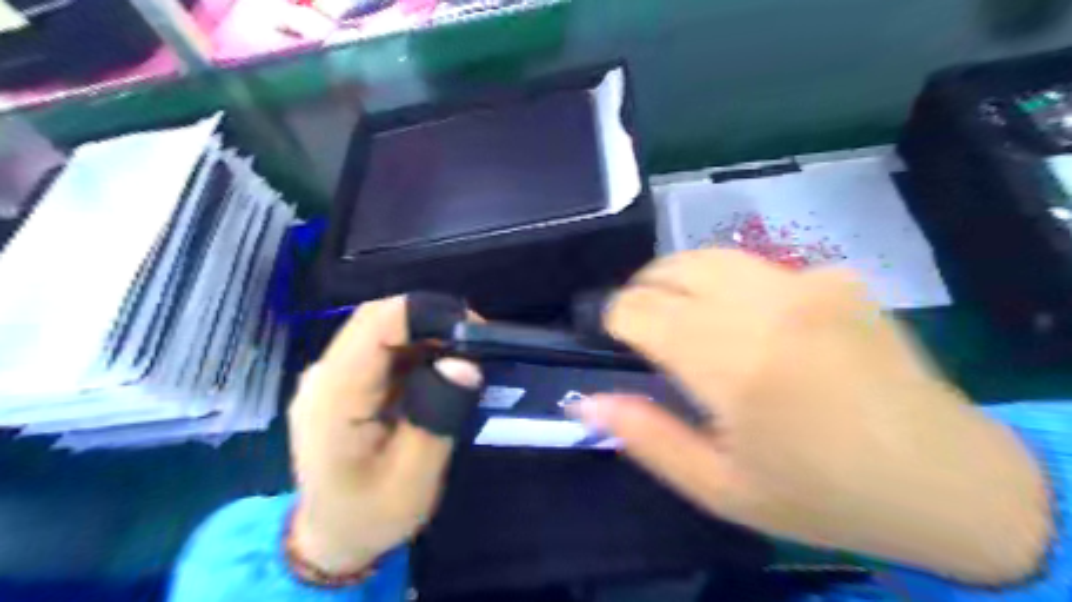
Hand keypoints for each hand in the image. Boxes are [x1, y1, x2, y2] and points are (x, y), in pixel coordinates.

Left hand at [288, 296, 480, 573]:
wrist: (331, 536)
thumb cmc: (371, 514)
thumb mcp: (413, 480)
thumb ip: (437, 418)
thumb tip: (464, 363)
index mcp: (336, 397)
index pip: (378, 324)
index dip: (427, 314)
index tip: (473, 332)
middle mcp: (324, 375)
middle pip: (378, 318)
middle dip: (432, 320)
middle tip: (476, 345)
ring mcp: (329, 375)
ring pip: (380, 327)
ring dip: (425, 333)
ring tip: (462, 358)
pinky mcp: (341, 380)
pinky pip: (380, 347)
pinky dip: (415, 348)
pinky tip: (437, 371)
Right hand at [573, 248, 1051, 583]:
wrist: (946, 482)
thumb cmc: (822, 496)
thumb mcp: (721, 489)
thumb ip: (648, 438)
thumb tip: (590, 401)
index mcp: (734, 364)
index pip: (643, 308)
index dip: (615, 316)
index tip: (613, 335)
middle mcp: (768, 308)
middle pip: (672, 269)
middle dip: (642, 291)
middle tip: (641, 324)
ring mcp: (809, 283)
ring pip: (712, 256)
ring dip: (679, 278)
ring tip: (679, 310)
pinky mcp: (837, 277)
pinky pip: (759, 267)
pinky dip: (731, 284)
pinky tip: (748, 318)